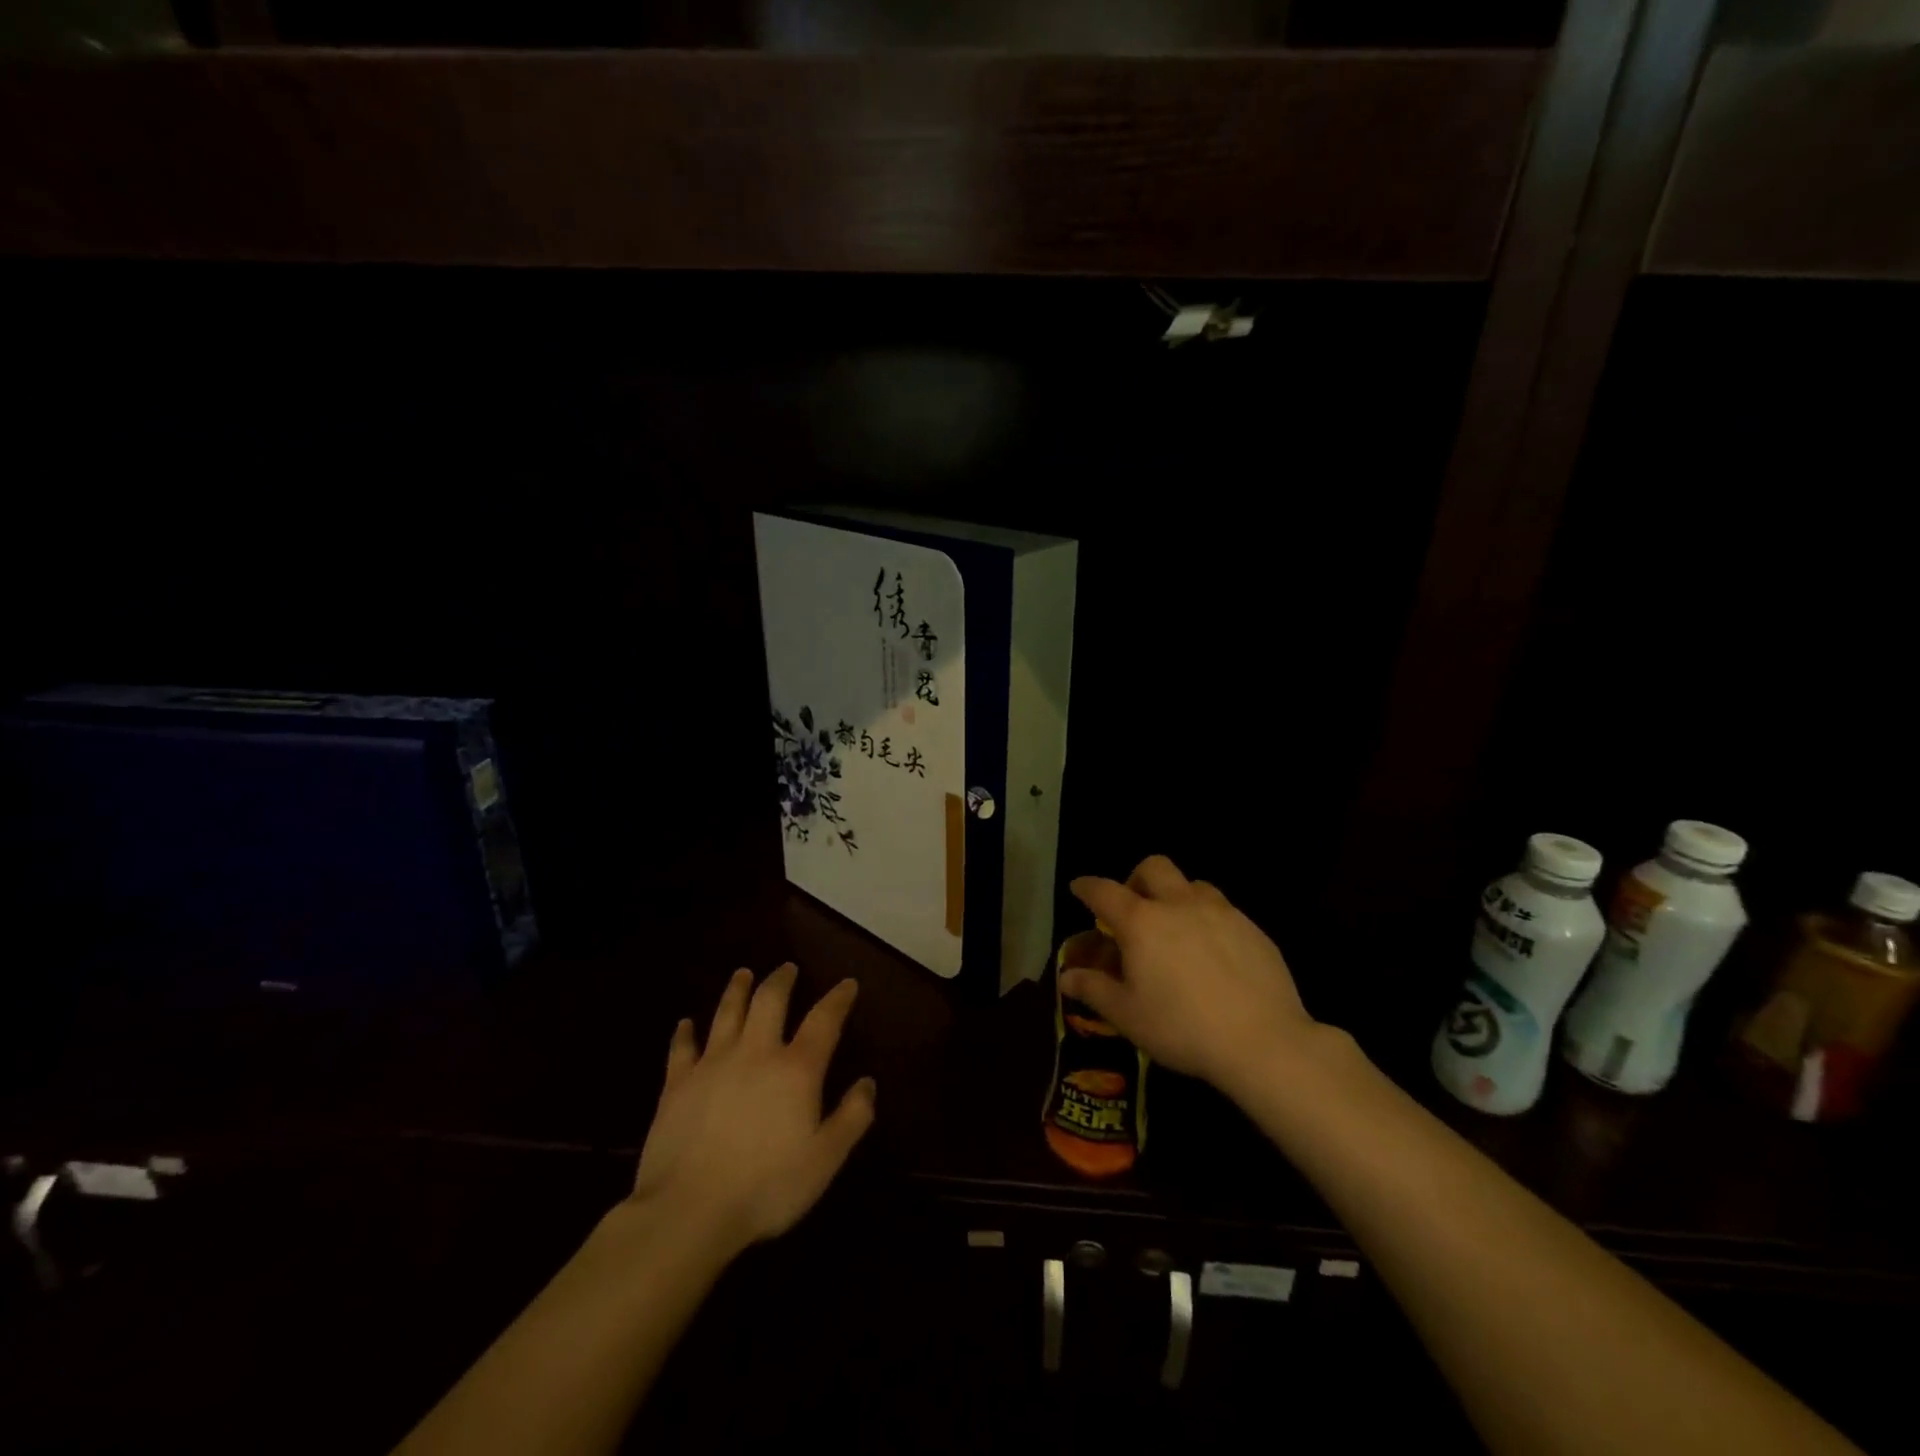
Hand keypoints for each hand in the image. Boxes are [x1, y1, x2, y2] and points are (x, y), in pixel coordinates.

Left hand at [629, 964, 875, 1258]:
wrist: (688, 1211)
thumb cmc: (766, 1188)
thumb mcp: (824, 1160)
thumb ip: (851, 1118)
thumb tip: (867, 1083)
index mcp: (796, 1069)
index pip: (824, 1020)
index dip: (838, 998)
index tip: (847, 983)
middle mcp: (756, 1053)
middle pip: (770, 1000)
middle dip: (782, 980)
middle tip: (788, 968)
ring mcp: (713, 1064)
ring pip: (727, 1012)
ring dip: (737, 990)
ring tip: (743, 974)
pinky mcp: (677, 1083)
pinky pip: (682, 1048)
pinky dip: (685, 1032)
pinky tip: (686, 1023)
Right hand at [1062, 855, 1319, 1094]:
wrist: (1263, 1042)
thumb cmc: (1182, 1028)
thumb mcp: (1127, 1015)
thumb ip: (1094, 989)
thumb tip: (1066, 976)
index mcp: (1142, 922)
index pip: (1104, 892)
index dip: (1087, 887)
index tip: (1079, 888)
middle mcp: (1179, 905)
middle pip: (1154, 868)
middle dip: (1137, 879)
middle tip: (1135, 908)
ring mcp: (1221, 912)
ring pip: (1193, 884)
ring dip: (1177, 897)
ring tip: (1177, 929)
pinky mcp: (1252, 929)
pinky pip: (1223, 910)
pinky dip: (1208, 920)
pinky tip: (1213, 955)